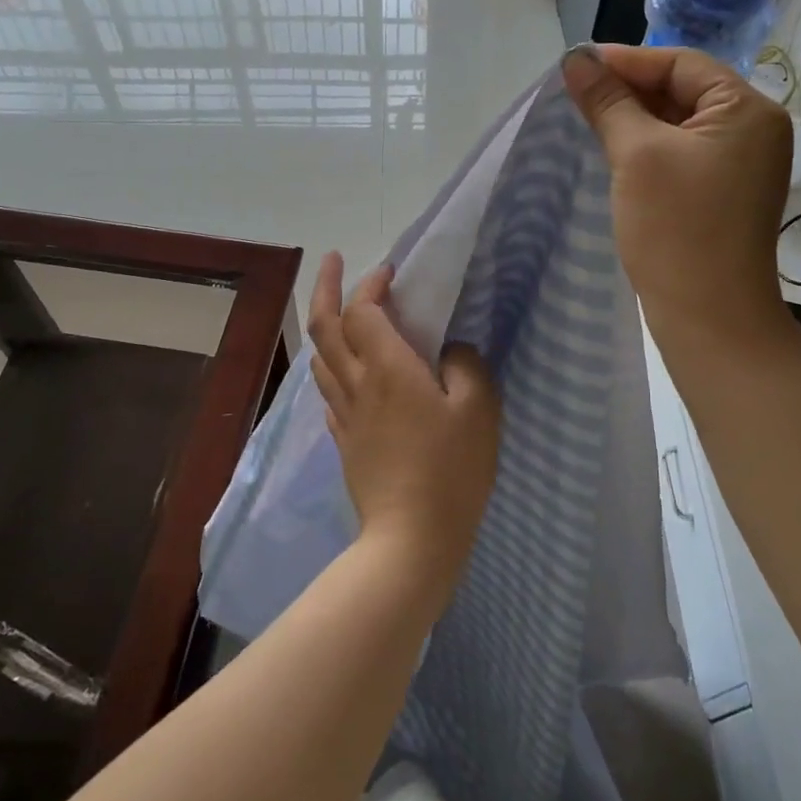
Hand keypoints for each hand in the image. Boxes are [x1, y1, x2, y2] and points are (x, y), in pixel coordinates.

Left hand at [307, 253, 500, 586]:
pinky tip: (346, 370)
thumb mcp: (478, 410)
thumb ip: (466, 366)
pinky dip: (332, 365)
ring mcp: (346, 414)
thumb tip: (450, 350)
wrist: (411, 539)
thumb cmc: (451, 470)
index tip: (390, 272)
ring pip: (321, 357)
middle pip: (325, 326)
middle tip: (334, 260)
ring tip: (340, 310)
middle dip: (326, 287)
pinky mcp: (345, 440)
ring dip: (325, 324)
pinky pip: (329, 390)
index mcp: (388, 368)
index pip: (364, 311)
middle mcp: (357, 383)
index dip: (371, 284)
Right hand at [562, 43, 793, 344]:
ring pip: (679, 123)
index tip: (575, 66)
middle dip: (629, 89)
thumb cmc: (676, 227)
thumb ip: (607, 101)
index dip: (626, 60)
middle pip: (683, 90)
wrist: (710, 317)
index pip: (681, 64)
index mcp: (748, 110)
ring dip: (634, 118)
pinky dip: (647, 146)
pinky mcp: (723, 192)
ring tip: (586, 118)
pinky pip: (681, 152)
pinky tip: (613, 150)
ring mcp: (741, 164)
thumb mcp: (636, 154)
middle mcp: (754, 130)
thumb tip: (575, 59)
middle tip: (576, 93)